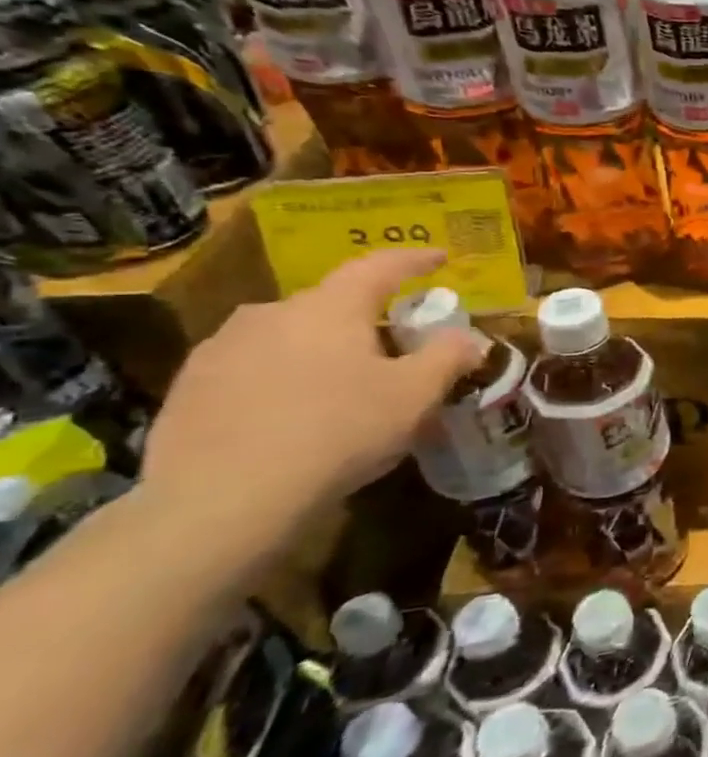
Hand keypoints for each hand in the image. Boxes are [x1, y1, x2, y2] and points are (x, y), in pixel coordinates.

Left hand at [141, 250, 483, 542]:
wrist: (222, 499)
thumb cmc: (338, 431)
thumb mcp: (416, 395)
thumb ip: (448, 356)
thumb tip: (468, 336)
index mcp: (330, 307)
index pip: (379, 266)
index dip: (414, 260)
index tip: (440, 257)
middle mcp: (272, 313)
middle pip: (331, 303)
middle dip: (367, 317)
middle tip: (395, 343)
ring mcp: (221, 349)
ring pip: (289, 336)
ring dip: (322, 348)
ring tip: (345, 383)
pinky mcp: (189, 389)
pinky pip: (254, 368)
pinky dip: (284, 378)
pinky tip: (296, 414)